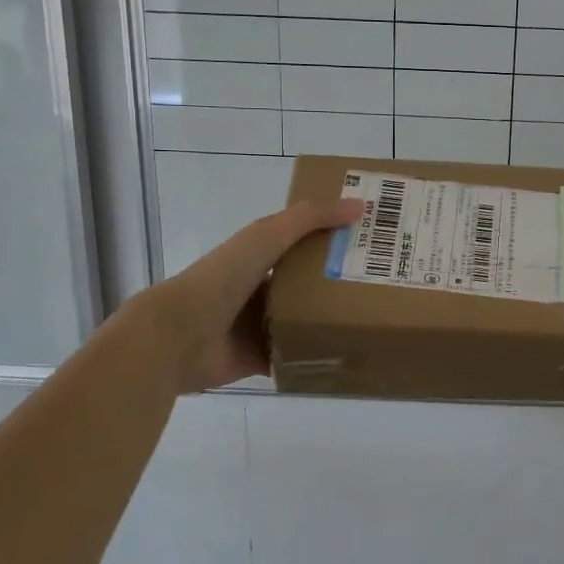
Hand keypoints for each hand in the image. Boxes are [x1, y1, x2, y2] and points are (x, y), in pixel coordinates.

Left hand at [134, 198, 363, 393]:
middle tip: (384, 282)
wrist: (179, 336)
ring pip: (305, 321)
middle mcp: (260, 289)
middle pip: (308, 283)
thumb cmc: (222, 279)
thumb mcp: (266, 236)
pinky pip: (295, 356)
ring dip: (331, 320)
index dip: (334, 238)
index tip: (372, 239)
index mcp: (259, 256)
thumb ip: (309, 219)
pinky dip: (316, 355)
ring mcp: (259, 326)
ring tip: (374, 318)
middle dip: (339, 281)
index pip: (303, 242)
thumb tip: (359, 204)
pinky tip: (347, 352)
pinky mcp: (260, 359)